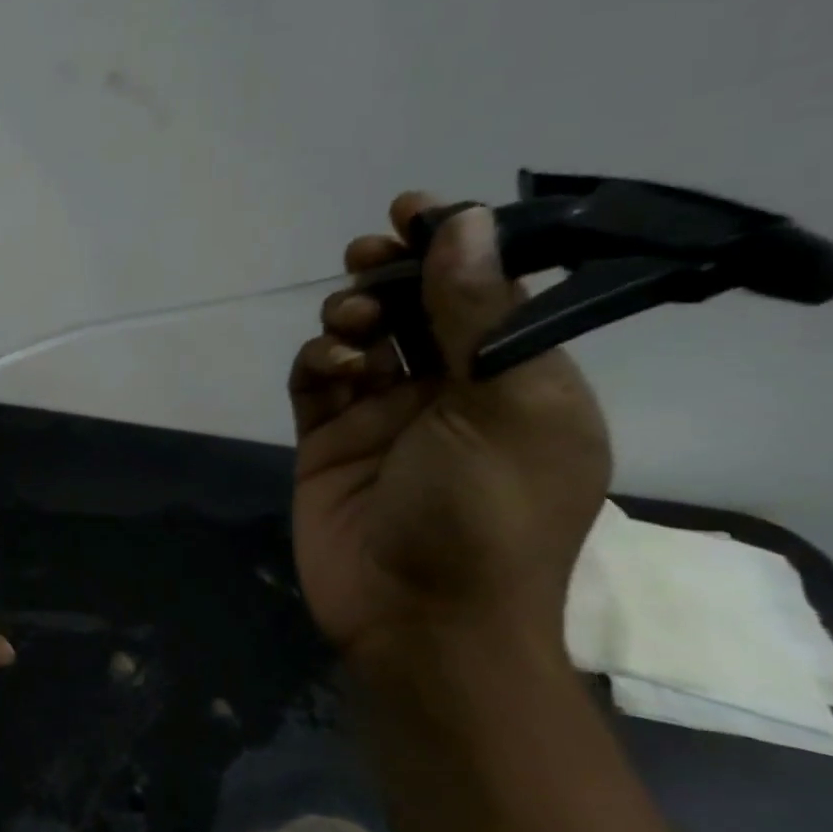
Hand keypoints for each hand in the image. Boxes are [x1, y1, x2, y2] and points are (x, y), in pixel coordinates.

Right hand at [289, 194, 611, 670]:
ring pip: (359, 339)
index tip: (415, 211)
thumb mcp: (505, 407)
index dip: (455, 247)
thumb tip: (464, 224)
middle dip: (391, 275)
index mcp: (517, 380)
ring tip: (348, 326)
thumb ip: (477, 314)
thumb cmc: (486, 516)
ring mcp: (382, 418)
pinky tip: (329, 370)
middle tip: (369, 257)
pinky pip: (315, 382)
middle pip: (413, 309)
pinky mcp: (327, 441)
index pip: (488, 292)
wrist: (417, 619)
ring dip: (350, 316)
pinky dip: (318, 363)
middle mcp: (450, 392)